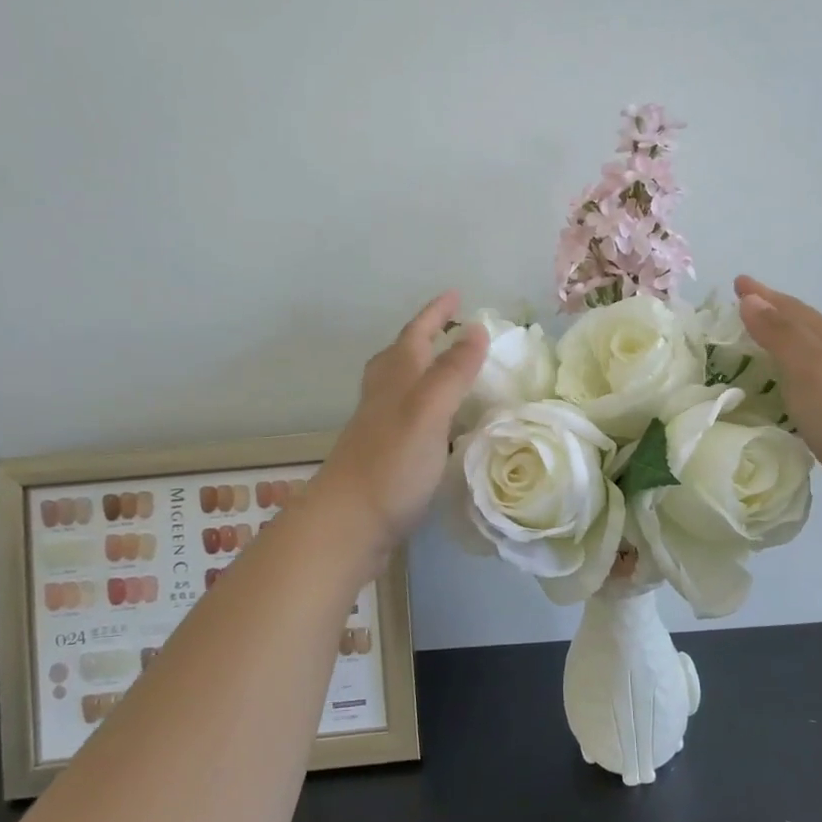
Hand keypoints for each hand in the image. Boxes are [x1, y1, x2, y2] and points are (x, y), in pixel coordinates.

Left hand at [317, 292, 489, 554]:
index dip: (436, 313)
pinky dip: (426, 410)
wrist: (346, 526)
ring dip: (422, 371)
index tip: (456, 295)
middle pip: (399, 356)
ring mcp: (380, 429)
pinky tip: (441, 428)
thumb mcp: (427, 411)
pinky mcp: (383, 458)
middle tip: (448, 329)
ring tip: (447, 371)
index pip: (416, 335)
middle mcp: (384, 398)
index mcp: (396, 380)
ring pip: (400, 387)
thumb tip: (475, 329)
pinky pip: (407, 418)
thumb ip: (451, 372)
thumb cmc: (390, 465)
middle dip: (423, 337)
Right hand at [734, 276, 821, 537]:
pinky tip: (778, 399)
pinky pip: (806, 394)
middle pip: (803, 331)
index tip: (737, 283)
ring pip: (805, 362)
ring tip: (751, 352)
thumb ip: (779, 334)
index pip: (793, 310)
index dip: (764, 295)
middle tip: (738, 312)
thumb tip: (751, 298)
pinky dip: (787, 386)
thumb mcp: (808, 369)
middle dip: (772, 317)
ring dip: (779, 351)